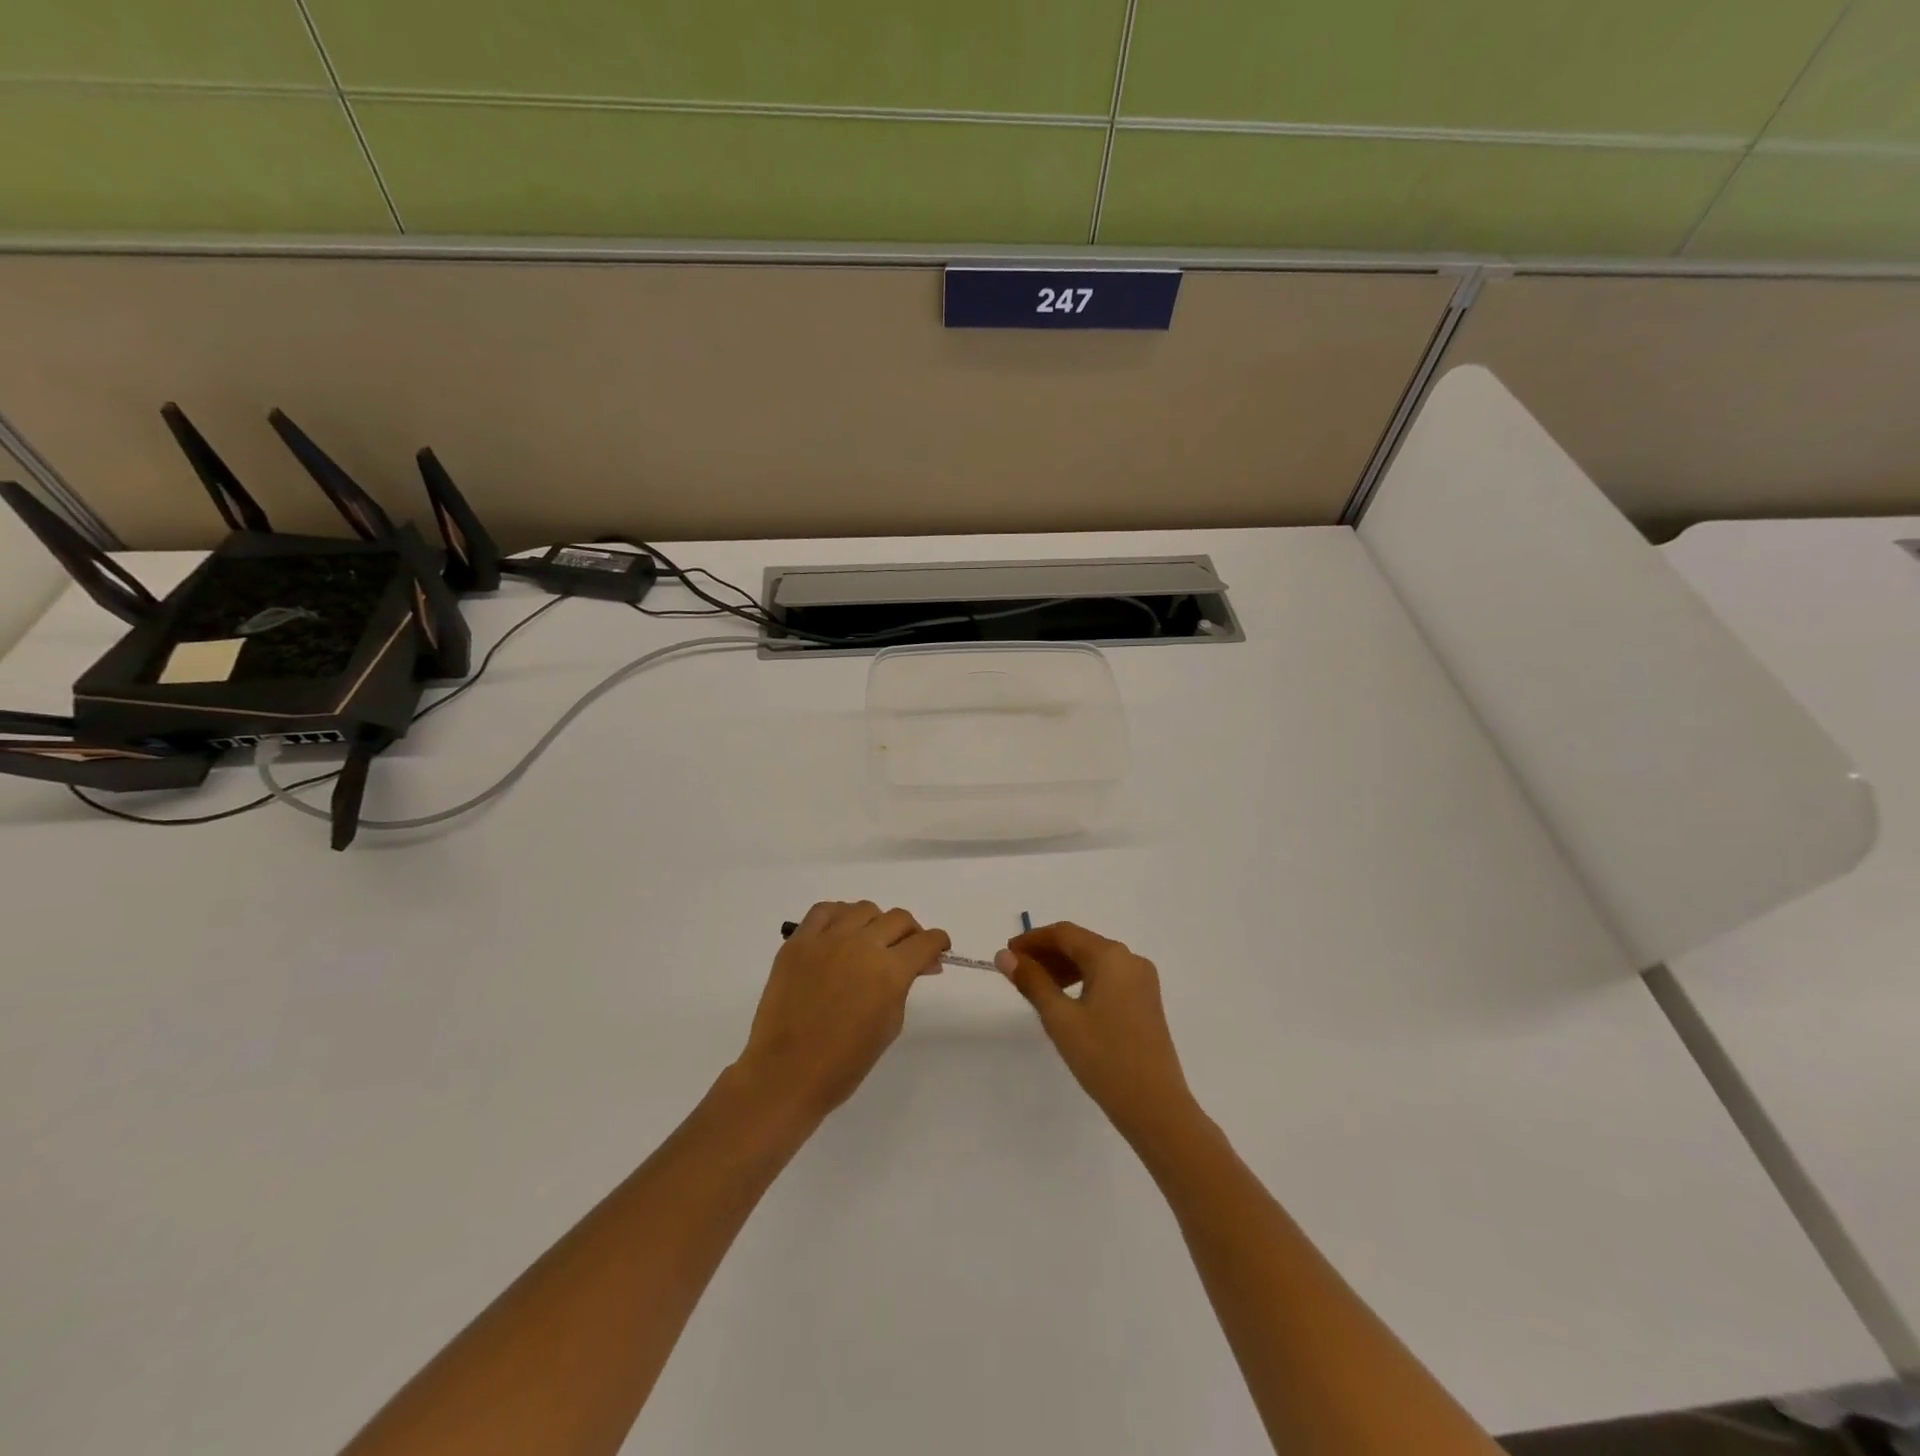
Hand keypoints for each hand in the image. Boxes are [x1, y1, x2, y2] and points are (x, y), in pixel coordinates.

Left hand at [735, 901, 948, 1121]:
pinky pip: (824, 911)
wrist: (786, 1073)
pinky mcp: (798, 942)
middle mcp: (861, 945)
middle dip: (911, 932)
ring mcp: (826, 939)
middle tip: (907, 950)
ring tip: (871, 941)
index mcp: (889, 971)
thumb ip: (904, 987)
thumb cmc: (844, 1063)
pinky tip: (841, 931)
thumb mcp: (889, 1025)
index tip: (938, 950)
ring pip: (864, 909)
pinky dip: (839, 915)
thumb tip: (919, 965)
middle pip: (898, 918)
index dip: (938, 943)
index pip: (925, 941)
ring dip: (876, 922)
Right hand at [996, 922, 1195, 1146]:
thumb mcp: (1060, 1018)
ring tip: (1036, 987)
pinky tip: (1066, 1001)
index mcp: (1111, 956)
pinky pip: (1108, 978)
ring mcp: (1142, 982)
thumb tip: (1005, 956)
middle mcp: (1130, 960)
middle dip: (1047, 954)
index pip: (1064, 933)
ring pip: (1095, 961)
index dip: (1032, 939)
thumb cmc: (1103, 1058)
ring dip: (1063, 968)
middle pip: (1081, 944)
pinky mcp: (1146, 1002)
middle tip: (1017, 971)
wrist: (1155, 1107)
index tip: (1007, 954)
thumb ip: (1032, 981)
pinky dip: (1082, 981)